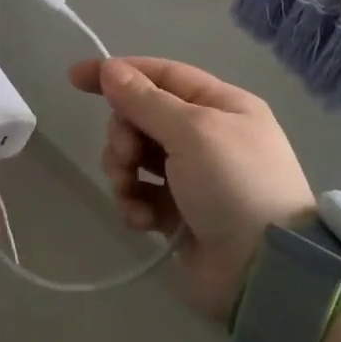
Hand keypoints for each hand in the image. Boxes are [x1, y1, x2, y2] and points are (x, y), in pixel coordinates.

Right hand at [67, 57, 315, 322]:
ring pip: (136, 157)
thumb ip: (145, 99)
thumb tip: (110, 69)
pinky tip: (142, 219)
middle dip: (124, 133)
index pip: (160, 74)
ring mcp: (193, 177)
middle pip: (143, 116)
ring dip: (124, 170)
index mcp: (220, 105)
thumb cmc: (234, 184)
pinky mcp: (180, 215)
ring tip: (130, 188)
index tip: (75, 77)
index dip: (118, 73)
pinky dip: (135, 204)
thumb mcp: (192, 131)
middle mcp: (207, 136)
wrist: (265, 273)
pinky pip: (142, 196)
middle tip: (127, 154)